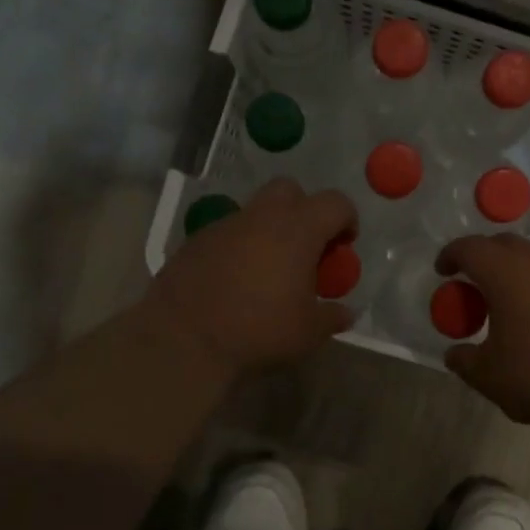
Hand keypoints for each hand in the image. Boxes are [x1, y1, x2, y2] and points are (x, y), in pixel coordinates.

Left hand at [136, 179, 357, 382]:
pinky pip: (228, 233)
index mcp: (298, 230)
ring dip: (269, 230)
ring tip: (269, 270)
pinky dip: (240, 247)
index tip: (344, 246)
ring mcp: (225, 225)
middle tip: (306, 248)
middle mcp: (262, 217)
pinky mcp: (196, 240)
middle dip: (304, 211)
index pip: (335, 203)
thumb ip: (332, 317)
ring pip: (256, 212)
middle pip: (290, 190)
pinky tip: (235, 280)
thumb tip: (346, 312)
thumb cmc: (258, 330)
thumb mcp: (308, 333)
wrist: (183, 339)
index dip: (347, 219)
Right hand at [436, 233, 529, 428]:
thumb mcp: (490, 376)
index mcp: (505, 274)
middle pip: (503, 245)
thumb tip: (454, 354)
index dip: (451, 255)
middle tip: (470, 284)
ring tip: (503, 306)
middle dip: (482, 257)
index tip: (442, 271)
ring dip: (512, 274)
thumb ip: (465, 361)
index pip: (470, 248)